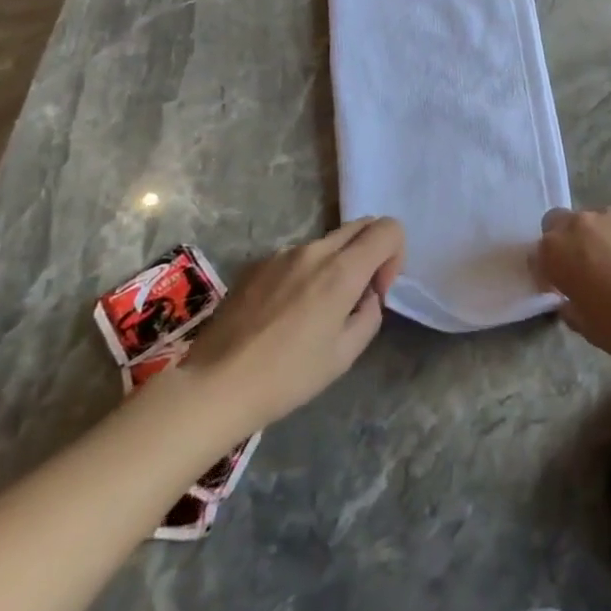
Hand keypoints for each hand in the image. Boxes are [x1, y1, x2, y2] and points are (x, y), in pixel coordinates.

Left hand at [178, 218, 404, 441]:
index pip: (388, 229)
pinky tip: (284, 313)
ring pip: (328, 242)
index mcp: (342, 270)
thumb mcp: (346, 354)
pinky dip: (306, 273)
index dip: (395, 254)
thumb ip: (370, 314)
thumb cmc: (288, 376)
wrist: (214, 385)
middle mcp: (314, 250)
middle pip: (361, 225)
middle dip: (371, 251)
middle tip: (356, 295)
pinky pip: (296, 257)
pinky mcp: (256, 264)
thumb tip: (366, 295)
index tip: (378, 289)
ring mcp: (282, 254)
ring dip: (337, 264)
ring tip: (315, 310)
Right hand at [532, 207, 610, 365]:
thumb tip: (570, 300)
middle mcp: (579, 225)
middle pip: (559, 223)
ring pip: (594, 220)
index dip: (546, 273)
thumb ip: (570, 306)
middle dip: (564, 241)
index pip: (537, 255)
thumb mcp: (585, 326)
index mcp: (555, 252)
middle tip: (582, 267)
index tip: (558, 289)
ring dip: (597, 237)